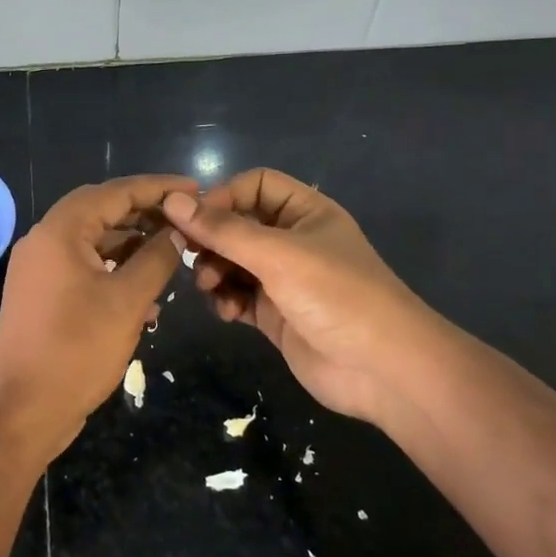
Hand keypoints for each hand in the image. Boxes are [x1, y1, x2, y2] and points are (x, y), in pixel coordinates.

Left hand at [0, 175, 197, 464]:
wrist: (23, 408)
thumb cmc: (77, 349)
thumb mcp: (128, 301)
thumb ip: (156, 259)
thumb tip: (176, 233)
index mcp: (59, 231)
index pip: (114, 192)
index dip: (157, 187)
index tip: (194, 188)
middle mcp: (43, 240)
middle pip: (100, 211)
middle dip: (143, 213)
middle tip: (184, 218)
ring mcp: (38, 268)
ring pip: (91, 241)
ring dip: (130, 244)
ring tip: (171, 253)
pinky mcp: (40, 294)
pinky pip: (81, 267)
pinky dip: (112, 270)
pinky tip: (144, 292)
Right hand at [163, 169, 443, 421]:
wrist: (384, 371)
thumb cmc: (336, 296)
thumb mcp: (277, 255)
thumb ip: (222, 229)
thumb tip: (171, 201)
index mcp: (306, 212)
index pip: (254, 184)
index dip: (222, 196)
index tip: (195, 219)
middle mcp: (293, 240)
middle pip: (237, 224)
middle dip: (211, 239)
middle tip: (189, 255)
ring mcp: (284, 280)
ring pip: (232, 262)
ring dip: (214, 270)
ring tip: (209, 286)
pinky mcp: (275, 315)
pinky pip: (238, 296)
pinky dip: (225, 300)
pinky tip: (227, 312)